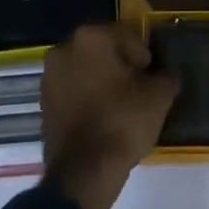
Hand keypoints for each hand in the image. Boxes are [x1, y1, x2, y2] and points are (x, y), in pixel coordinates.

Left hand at [42, 23, 178, 208]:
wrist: (83, 172)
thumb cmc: (122, 122)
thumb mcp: (158, 97)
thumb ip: (165, 78)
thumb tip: (163, 77)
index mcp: (91, 37)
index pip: (127, 35)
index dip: (144, 56)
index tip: (151, 77)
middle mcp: (64, 49)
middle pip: (102, 51)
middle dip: (120, 66)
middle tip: (139, 89)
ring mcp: (49, 77)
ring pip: (85, 71)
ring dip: (102, 82)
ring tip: (122, 106)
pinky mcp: (43, 104)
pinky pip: (72, 92)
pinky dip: (87, 99)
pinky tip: (104, 118)